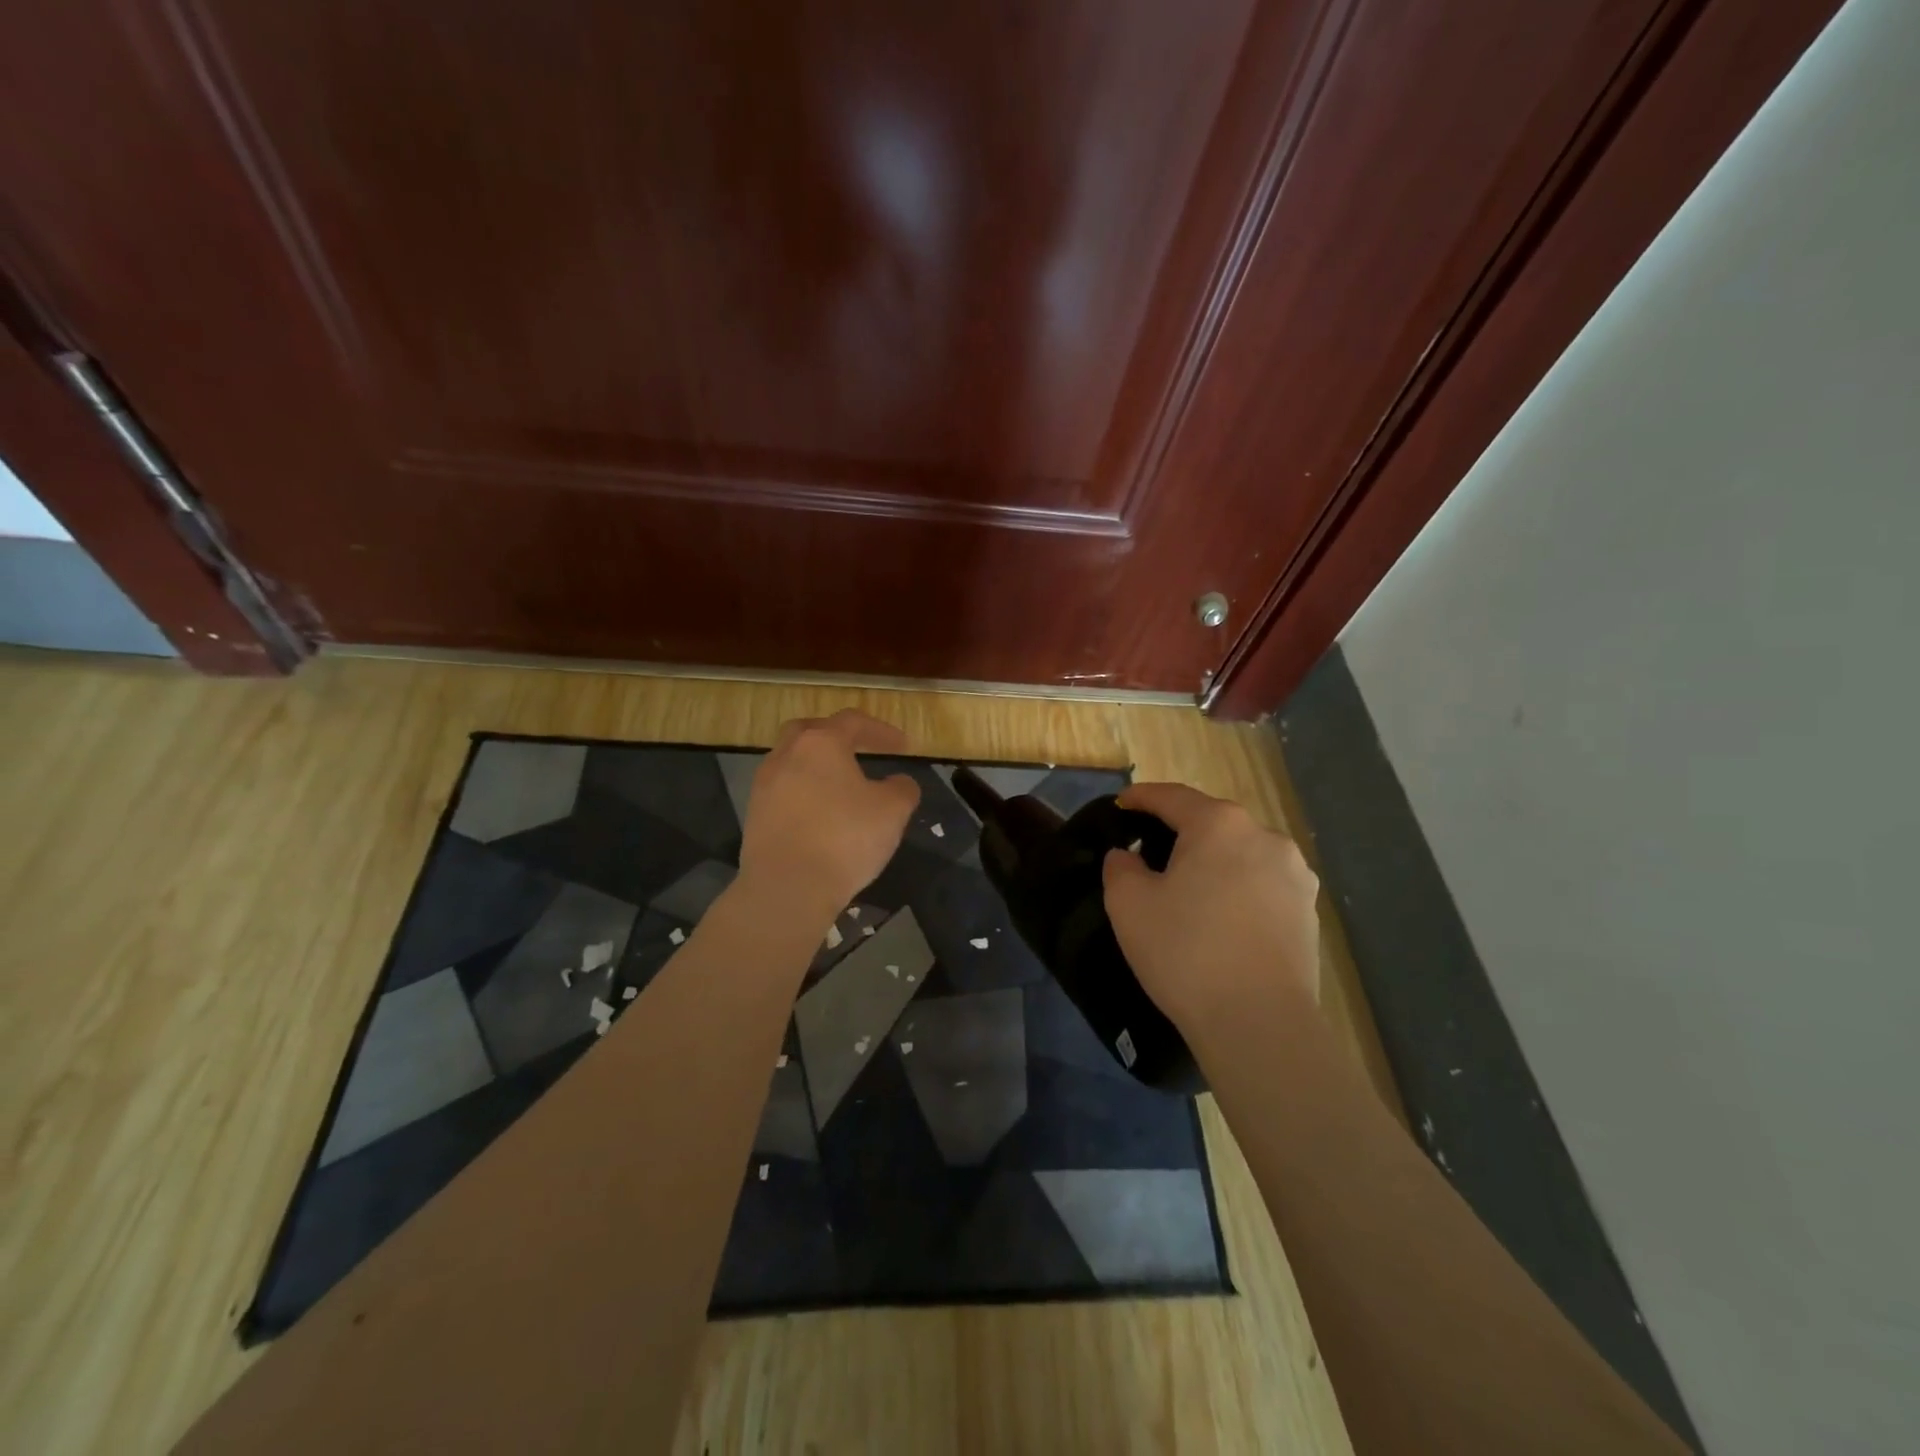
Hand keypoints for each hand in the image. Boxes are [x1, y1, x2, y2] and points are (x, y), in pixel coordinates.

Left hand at [737, 710, 920, 919]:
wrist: (787, 887)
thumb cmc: (845, 839)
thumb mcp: (893, 812)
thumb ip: (902, 789)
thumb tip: (899, 783)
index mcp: (821, 744)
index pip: (853, 722)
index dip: (881, 731)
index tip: (903, 746)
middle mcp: (787, 755)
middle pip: (810, 731)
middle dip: (836, 736)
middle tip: (858, 749)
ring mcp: (764, 785)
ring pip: (792, 761)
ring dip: (816, 766)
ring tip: (840, 786)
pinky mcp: (754, 815)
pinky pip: (783, 791)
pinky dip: (803, 793)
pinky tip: (820, 814)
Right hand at [1102, 782, 1320, 1036]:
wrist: (1260, 1023)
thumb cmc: (1186, 952)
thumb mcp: (1129, 905)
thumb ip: (1120, 868)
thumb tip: (1128, 857)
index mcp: (1219, 825)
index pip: (1172, 797)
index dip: (1141, 797)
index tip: (1121, 804)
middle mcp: (1265, 837)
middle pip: (1212, 822)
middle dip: (1180, 830)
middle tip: (1150, 850)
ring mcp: (1295, 875)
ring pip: (1241, 853)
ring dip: (1213, 860)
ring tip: (1189, 886)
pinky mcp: (1309, 911)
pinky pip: (1263, 885)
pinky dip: (1238, 888)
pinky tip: (1222, 916)